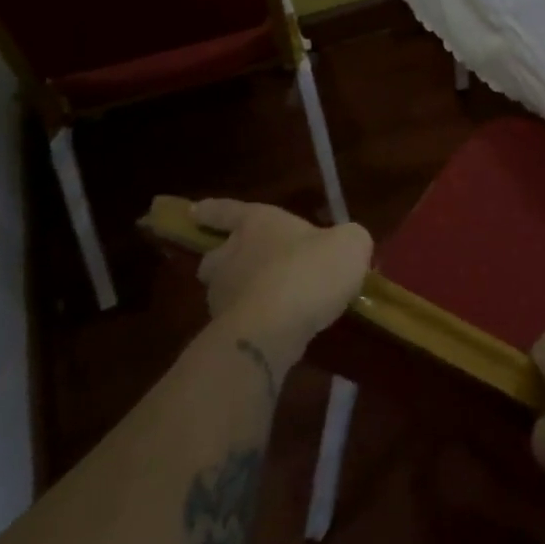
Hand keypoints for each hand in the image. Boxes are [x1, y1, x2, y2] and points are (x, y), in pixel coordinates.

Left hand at [187, 199, 371, 366]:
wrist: (277, 328)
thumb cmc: (310, 269)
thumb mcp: (350, 243)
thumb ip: (346, 240)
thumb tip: (344, 245)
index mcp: (256, 223)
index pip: (228, 210)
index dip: (213, 210)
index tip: (194, 211)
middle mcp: (231, 255)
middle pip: (216, 255)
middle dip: (225, 259)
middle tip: (244, 265)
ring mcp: (224, 297)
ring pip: (225, 290)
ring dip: (243, 293)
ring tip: (274, 302)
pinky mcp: (227, 333)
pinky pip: (241, 321)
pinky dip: (256, 322)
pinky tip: (281, 329)